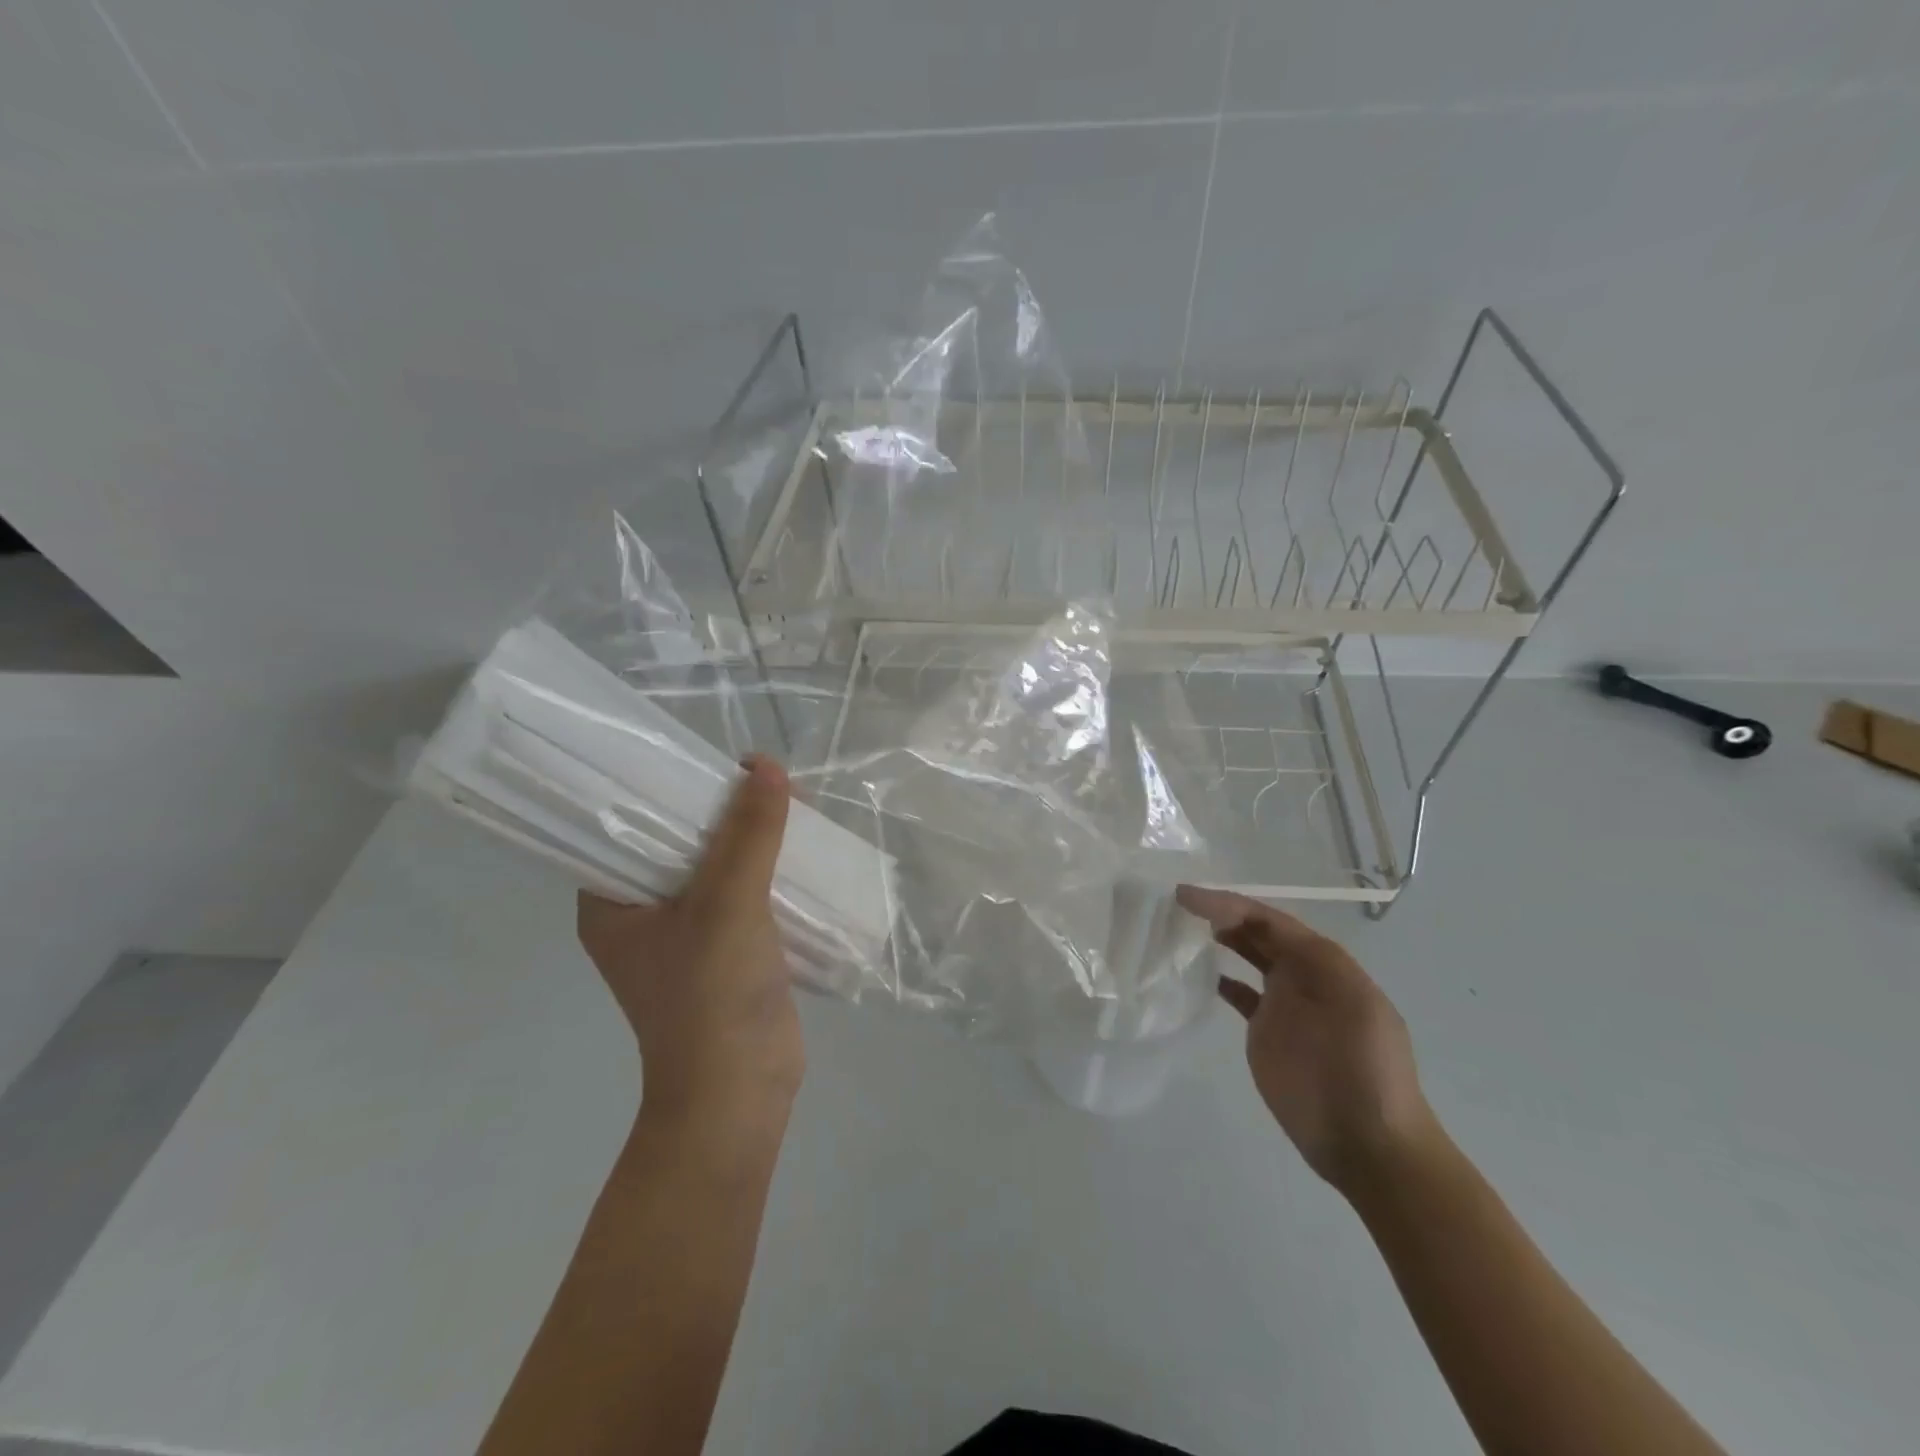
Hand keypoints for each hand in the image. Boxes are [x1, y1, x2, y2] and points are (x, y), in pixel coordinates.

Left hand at [578, 756, 802, 1129]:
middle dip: (723, 809)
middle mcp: (642, 913)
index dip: (665, 786)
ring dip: (753, 838)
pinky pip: (745, 892)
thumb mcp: (729, 902)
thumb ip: (749, 833)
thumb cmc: (712, 996)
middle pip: (681, 840)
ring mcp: (686, 933)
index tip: (707, 758)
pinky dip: (769, 868)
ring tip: (792, 805)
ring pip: (719, 865)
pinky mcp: (726, 949)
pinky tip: (801, 847)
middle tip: (765, 780)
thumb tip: (767, 766)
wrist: (741, 1092)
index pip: (627, 824)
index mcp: (611, 903)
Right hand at [1178, 886, 1438, 1193]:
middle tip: (1178, 905)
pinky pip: (1240, 993)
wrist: (1368, 1144)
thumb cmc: (1362, 1071)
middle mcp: (1303, 976)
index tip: (1187, 897)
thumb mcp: (1353, 1006)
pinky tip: (1197, 973)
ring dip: (1222, 937)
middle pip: (1258, 931)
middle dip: (1223, 912)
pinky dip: (1221, 978)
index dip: (1230, 903)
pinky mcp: (1266, 1033)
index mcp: (1325, 964)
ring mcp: (1284, 1005)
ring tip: (1182, 927)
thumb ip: (1315, 963)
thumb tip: (1263, 933)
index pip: (1271, 920)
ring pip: (1249, 955)